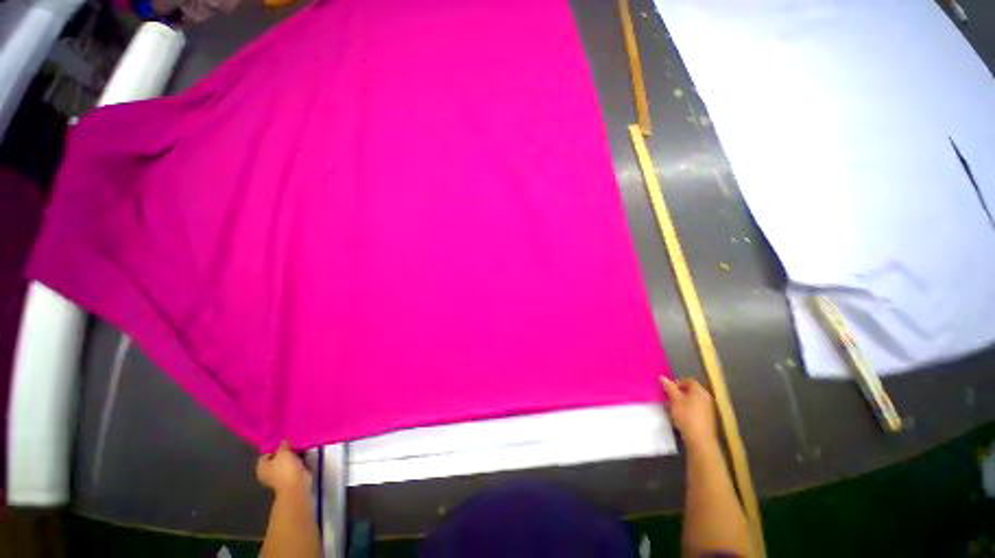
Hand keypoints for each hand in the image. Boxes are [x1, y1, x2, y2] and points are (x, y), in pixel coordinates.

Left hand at [256, 440, 311, 494]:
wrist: (297, 484)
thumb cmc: (285, 469)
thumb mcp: (283, 452)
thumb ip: (283, 444)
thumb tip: (284, 440)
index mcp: (261, 467)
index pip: (266, 454)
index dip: (275, 447)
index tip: (285, 441)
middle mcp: (268, 472)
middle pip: (276, 457)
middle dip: (285, 451)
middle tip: (293, 443)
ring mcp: (279, 476)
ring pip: (286, 461)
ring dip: (292, 455)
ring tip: (299, 447)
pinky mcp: (290, 477)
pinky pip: (293, 465)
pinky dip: (297, 460)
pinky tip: (303, 454)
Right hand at [661, 377, 717, 448]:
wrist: (700, 440)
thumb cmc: (686, 416)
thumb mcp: (675, 399)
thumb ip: (669, 387)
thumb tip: (662, 377)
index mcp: (699, 391)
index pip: (688, 380)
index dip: (676, 382)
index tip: (667, 389)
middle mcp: (706, 398)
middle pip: (690, 390)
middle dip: (677, 393)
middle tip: (668, 398)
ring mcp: (707, 409)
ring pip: (691, 401)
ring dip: (680, 402)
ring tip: (671, 408)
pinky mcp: (706, 419)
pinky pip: (694, 409)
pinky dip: (686, 410)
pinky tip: (679, 417)